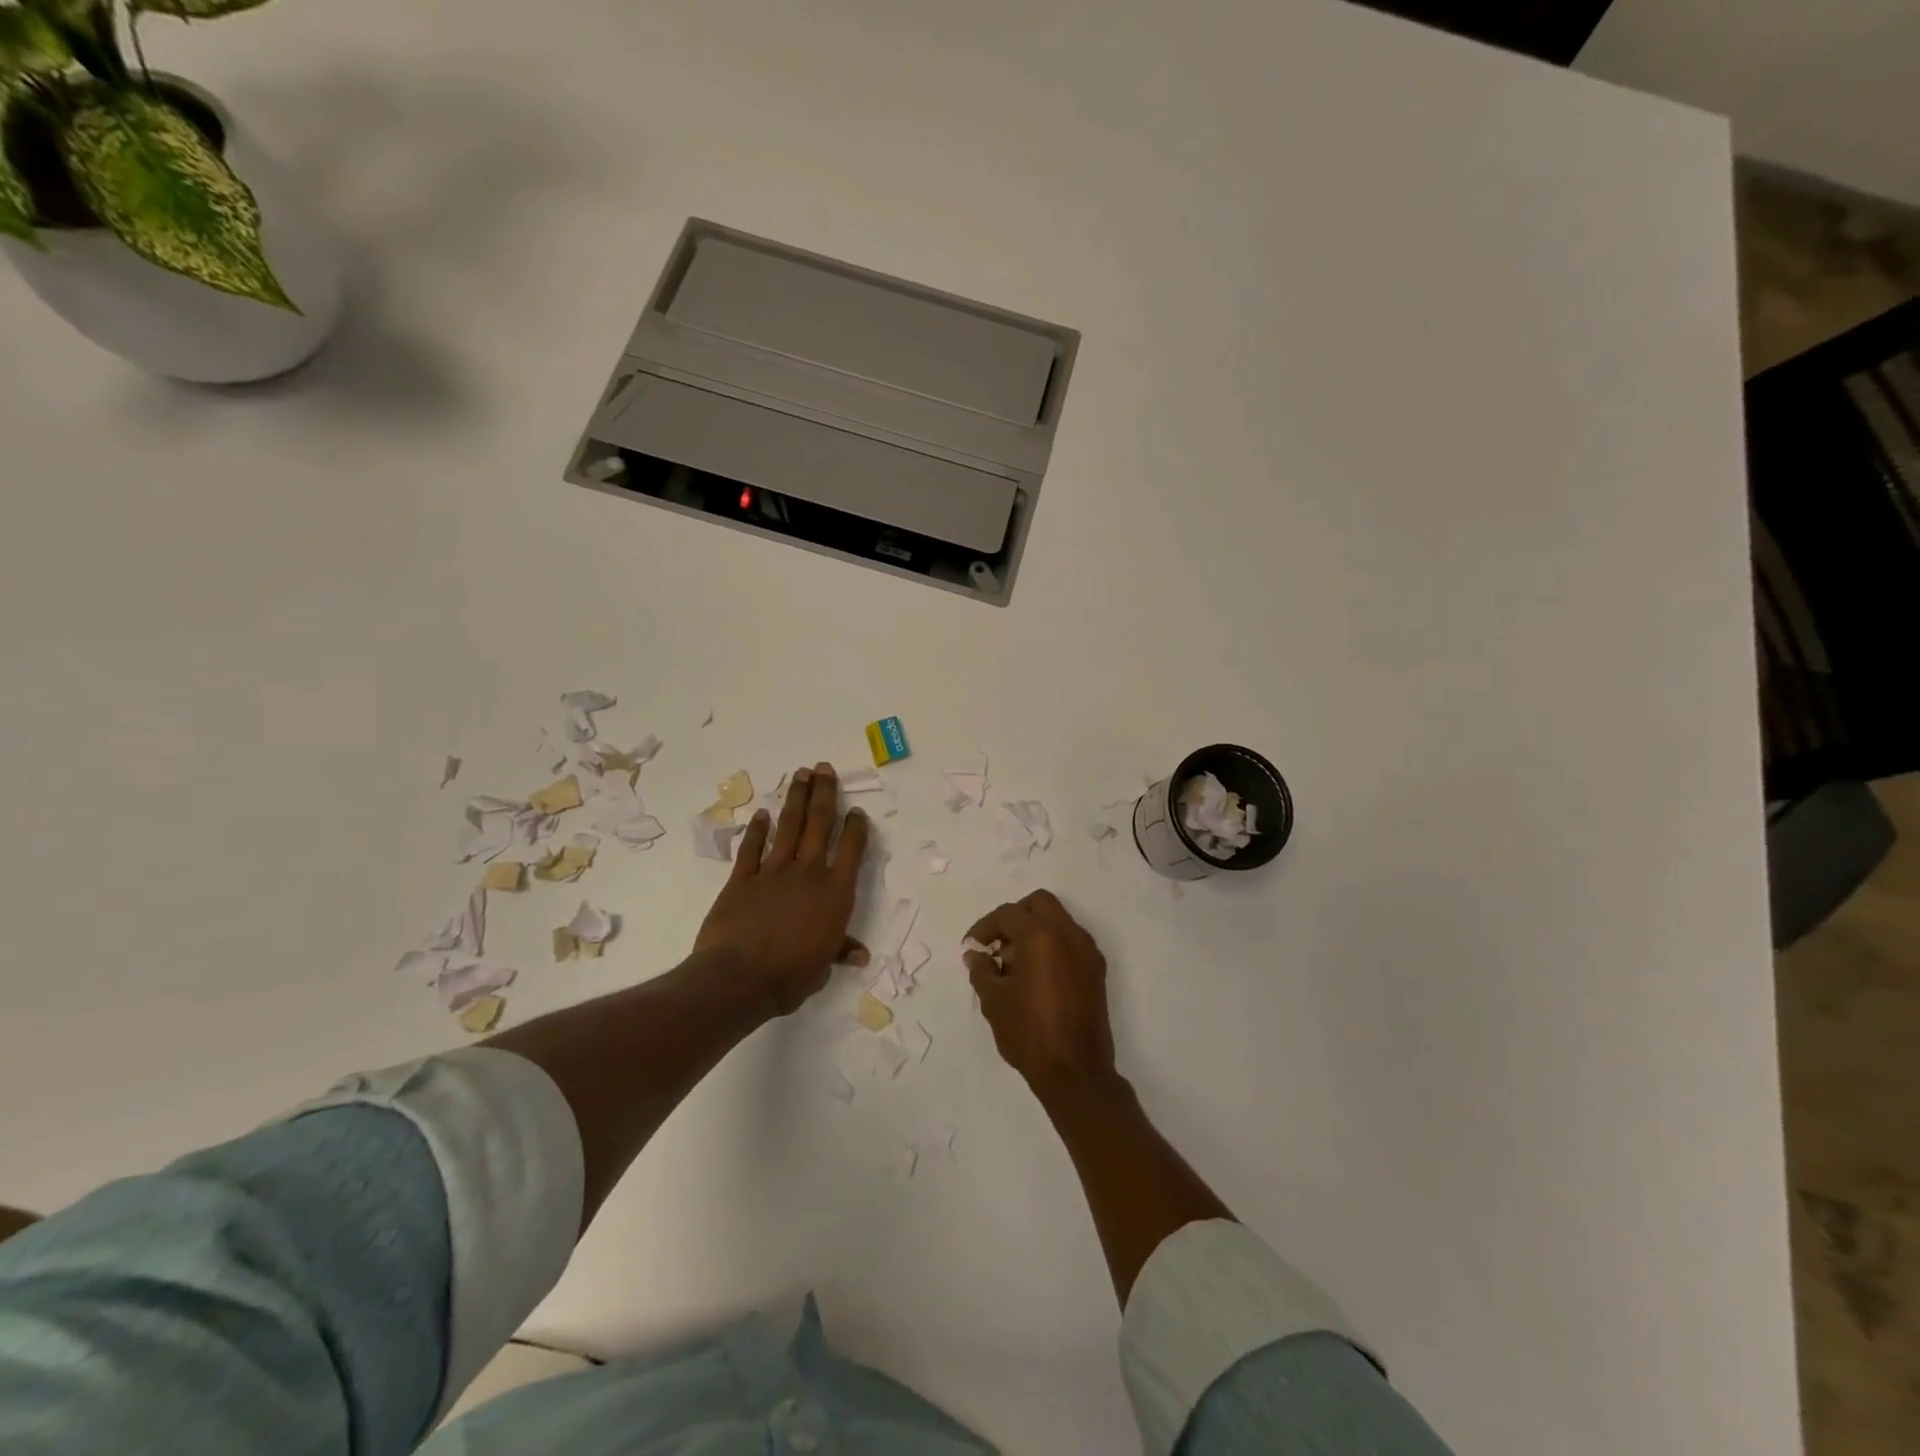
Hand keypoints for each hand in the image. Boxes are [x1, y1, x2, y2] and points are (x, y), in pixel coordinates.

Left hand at [694, 763, 869, 1014]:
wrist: (739, 978)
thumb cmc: (790, 976)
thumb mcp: (822, 966)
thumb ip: (839, 950)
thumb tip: (860, 954)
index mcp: (835, 892)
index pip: (851, 848)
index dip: (856, 826)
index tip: (857, 810)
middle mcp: (808, 872)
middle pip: (819, 823)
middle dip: (824, 793)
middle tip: (825, 768)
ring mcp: (773, 871)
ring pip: (789, 826)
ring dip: (796, 798)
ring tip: (802, 774)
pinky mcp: (743, 878)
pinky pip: (752, 848)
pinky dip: (757, 830)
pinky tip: (763, 814)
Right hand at [963, 890, 1115, 1098]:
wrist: (1076, 1072)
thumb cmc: (1029, 1033)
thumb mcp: (994, 1001)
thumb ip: (982, 969)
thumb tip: (976, 954)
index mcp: (1041, 936)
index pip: (1008, 914)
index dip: (985, 927)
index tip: (972, 947)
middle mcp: (1069, 934)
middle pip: (1039, 904)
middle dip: (1015, 917)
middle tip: (997, 944)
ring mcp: (1087, 952)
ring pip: (1058, 920)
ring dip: (1034, 931)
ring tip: (1013, 965)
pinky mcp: (1096, 970)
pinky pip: (1070, 941)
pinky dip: (1051, 945)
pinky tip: (1034, 976)